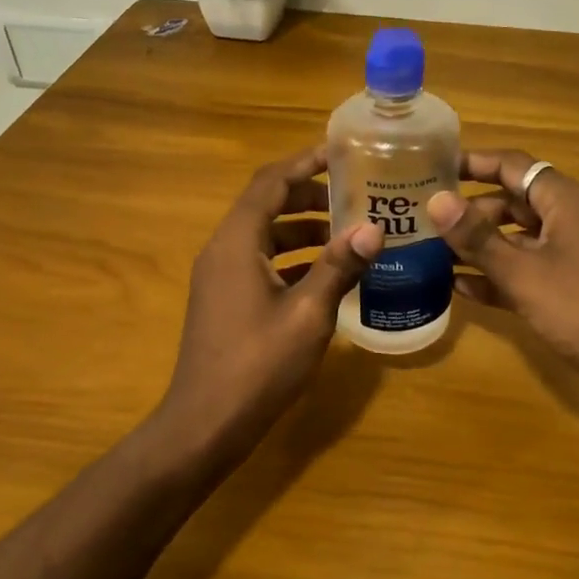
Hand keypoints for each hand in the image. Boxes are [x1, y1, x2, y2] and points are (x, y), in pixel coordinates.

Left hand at [157, 147, 382, 459]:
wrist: (205, 425)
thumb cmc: (257, 366)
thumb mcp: (308, 315)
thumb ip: (338, 267)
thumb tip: (373, 229)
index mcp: (237, 243)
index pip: (270, 183)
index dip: (304, 162)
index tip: (341, 153)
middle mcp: (223, 250)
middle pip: (266, 205)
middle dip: (310, 196)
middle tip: (354, 197)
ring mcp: (220, 278)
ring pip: (265, 237)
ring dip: (303, 230)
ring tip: (349, 234)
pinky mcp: (225, 301)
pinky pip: (261, 263)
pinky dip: (292, 259)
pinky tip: (326, 275)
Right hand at [427, 150, 578, 401]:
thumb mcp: (524, 274)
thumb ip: (478, 238)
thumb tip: (437, 199)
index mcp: (568, 201)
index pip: (513, 165)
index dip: (472, 163)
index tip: (432, 167)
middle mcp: (576, 219)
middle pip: (517, 202)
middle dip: (472, 211)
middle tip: (427, 221)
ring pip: (524, 239)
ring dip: (484, 246)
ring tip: (436, 254)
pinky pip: (536, 270)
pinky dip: (505, 275)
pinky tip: (466, 290)